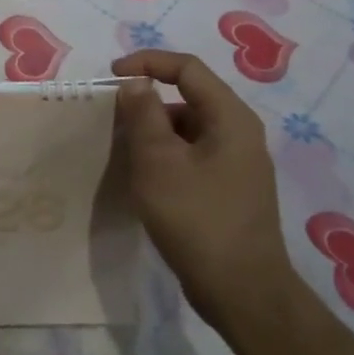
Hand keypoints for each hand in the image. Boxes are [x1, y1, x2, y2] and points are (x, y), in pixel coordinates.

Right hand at [110, 48, 293, 326]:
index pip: (187, 68)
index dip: (147, 62)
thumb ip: (143, 114)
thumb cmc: (197, 218)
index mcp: (230, 118)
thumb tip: (136, 82)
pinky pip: (193, 155)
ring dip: (154, 131)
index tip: (111, 75)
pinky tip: (145, 179)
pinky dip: (166, 155)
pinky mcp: (230, 190)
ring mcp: (238, 164)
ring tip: (122, 151)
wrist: (242, 292)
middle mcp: (240, 134)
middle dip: (147, 101)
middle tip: (112, 119)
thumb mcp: (158, 161)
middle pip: (189, 98)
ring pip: (189, 129)